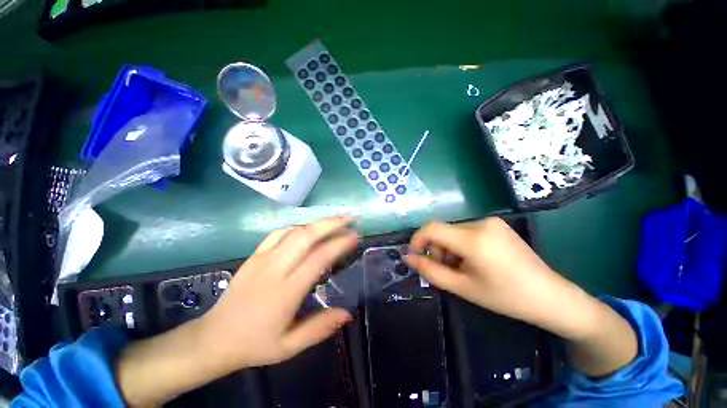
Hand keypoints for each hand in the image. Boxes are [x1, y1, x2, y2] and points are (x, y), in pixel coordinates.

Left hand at [200, 217, 357, 369]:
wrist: (213, 338)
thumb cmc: (254, 344)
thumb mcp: (289, 346)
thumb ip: (319, 328)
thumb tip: (348, 313)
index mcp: (286, 290)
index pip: (319, 257)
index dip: (339, 243)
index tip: (355, 237)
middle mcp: (275, 268)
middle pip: (307, 235)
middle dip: (331, 223)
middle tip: (349, 220)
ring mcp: (262, 258)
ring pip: (294, 230)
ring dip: (317, 223)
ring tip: (334, 222)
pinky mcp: (254, 255)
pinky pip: (278, 233)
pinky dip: (297, 227)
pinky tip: (307, 230)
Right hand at [406, 217, 600, 340]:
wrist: (550, 296)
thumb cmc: (505, 297)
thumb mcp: (462, 288)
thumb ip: (431, 271)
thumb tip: (408, 258)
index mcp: (474, 240)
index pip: (431, 228)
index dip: (417, 240)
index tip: (414, 256)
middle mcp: (481, 223)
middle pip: (443, 231)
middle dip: (437, 250)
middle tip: (444, 271)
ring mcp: (491, 222)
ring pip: (454, 232)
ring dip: (449, 248)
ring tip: (461, 268)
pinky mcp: (497, 224)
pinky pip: (467, 231)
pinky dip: (461, 245)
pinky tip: (474, 260)